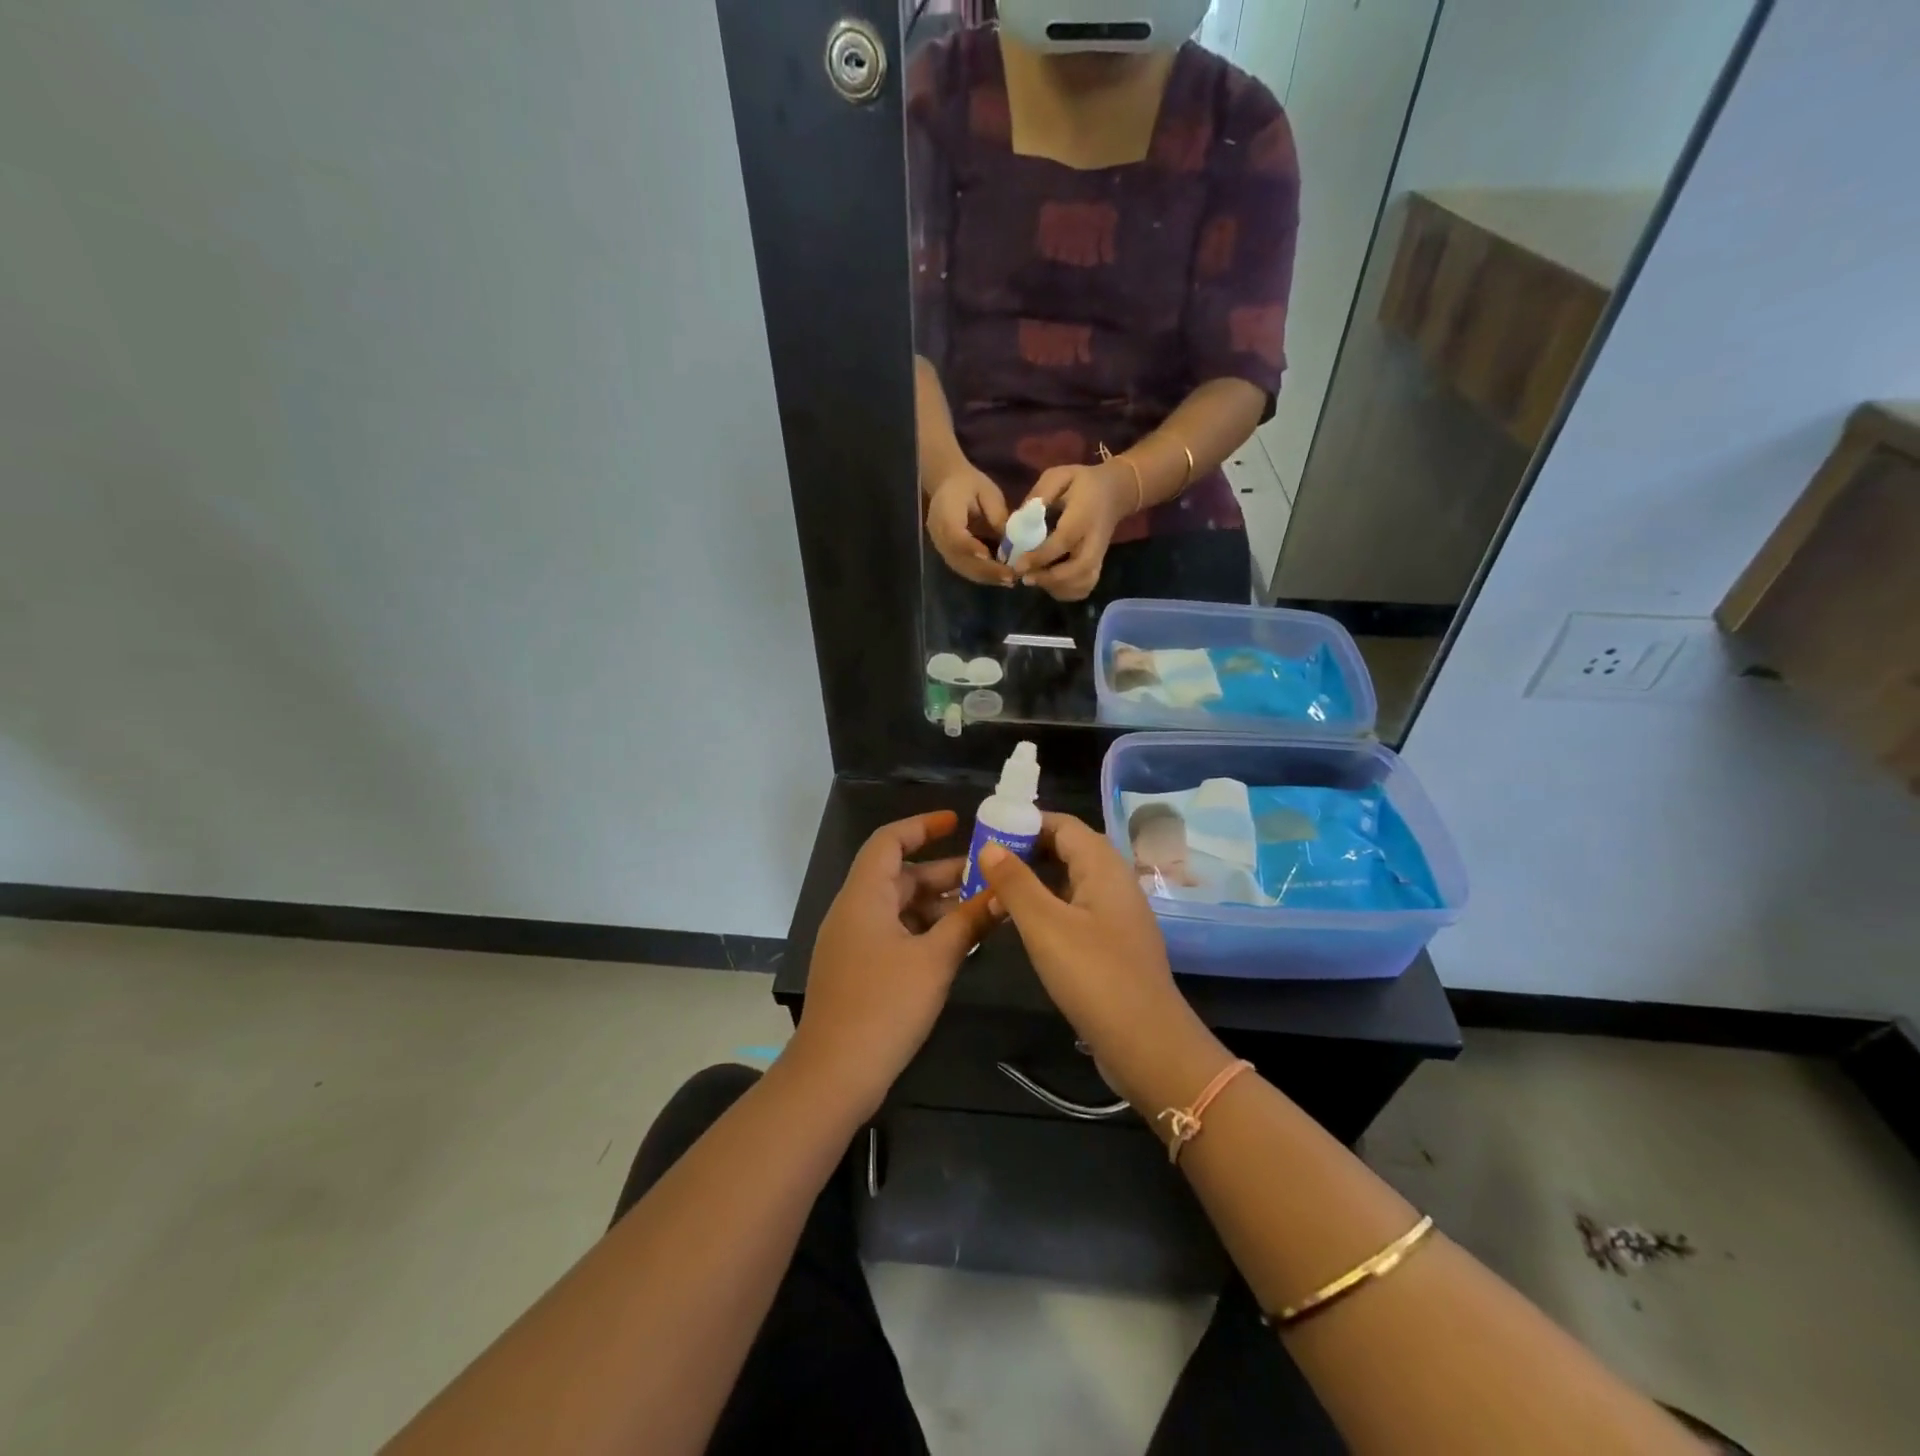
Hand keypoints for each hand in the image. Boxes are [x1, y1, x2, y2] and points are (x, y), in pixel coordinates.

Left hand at [788, 811, 997, 1116]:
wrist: (834, 1074)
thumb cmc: (885, 1005)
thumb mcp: (935, 960)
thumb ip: (968, 923)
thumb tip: (1001, 894)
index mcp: (864, 896)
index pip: (889, 841)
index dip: (922, 826)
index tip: (957, 822)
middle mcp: (854, 911)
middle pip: (900, 876)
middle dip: (943, 873)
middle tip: (987, 876)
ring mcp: (853, 942)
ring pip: (900, 908)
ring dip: (938, 906)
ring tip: (982, 910)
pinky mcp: (858, 969)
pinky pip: (894, 934)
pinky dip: (925, 931)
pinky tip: (957, 944)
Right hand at [926, 466, 1013, 586]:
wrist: (947, 484)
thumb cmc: (968, 484)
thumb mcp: (986, 491)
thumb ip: (996, 514)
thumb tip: (1010, 541)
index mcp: (944, 513)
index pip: (955, 535)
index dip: (969, 547)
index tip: (988, 555)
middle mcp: (938, 535)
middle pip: (960, 558)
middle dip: (986, 570)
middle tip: (1010, 576)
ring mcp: (942, 548)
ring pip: (963, 568)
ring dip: (986, 577)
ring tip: (1009, 580)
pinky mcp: (949, 555)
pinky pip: (964, 569)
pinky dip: (983, 576)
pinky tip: (1001, 578)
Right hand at [976, 814, 1203, 1102]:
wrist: (1147, 1043)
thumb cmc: (1094, 975)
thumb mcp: (1044, 925)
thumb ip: (1015, 882)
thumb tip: (990, 845)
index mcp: (1103, 865)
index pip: (1062, 824)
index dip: (1025, 822)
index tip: (987, 831)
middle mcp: (1114, 880)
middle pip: (1067, 849)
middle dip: (1025, 850)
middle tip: (983, 863)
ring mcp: (1117, 913)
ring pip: (1070, 880)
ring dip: (1034, 880)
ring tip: (993, 891)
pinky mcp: (1113, 942)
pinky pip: (1075, 908)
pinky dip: (1047, 906)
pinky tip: (1022, 924)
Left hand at [1011, 462, 1133, 600]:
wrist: (1116, 492)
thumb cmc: (1083, 483)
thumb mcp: (1060, 476)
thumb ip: (1040, 495)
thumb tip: (1018, 519)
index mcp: (1083, 516)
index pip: (1063, 541)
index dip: (1040, 556)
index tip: (1018, 565)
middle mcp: (1094, 540)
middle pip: (1079, 569)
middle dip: (1050, 579)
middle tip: (1026, 578)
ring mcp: (1099, 555)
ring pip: (1083, 583)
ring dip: (1057, 588)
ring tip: (1036, 580)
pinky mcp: (1098, 565)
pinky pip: (1085, 587)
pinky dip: (1067, 592)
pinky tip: (1050, 585)